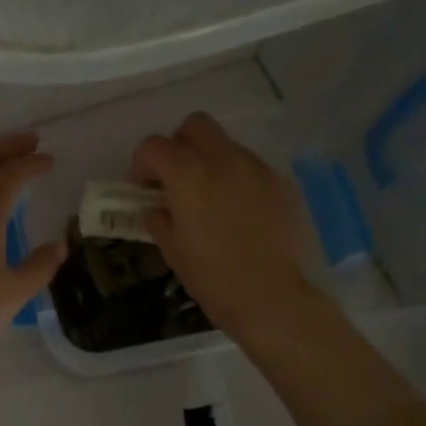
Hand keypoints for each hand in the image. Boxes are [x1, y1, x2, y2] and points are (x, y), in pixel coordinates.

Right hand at [130, 113, 318, 341]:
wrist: (273, 299)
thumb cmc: (213, 278)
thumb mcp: (174, 252)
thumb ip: (160, 220)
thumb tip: (155, 209)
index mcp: (189, 175)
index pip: (154, 146)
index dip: (142, 164)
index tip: (143, 188)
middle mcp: (225, 160)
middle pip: (195, 126)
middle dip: (179, 145)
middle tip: (176, 179)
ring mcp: (258, 169)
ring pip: (228, 146)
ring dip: (211, 163)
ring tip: (211, 200)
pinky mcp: (283, 184)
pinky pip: (254, 170)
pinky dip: (239, 181)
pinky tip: (241, 214)